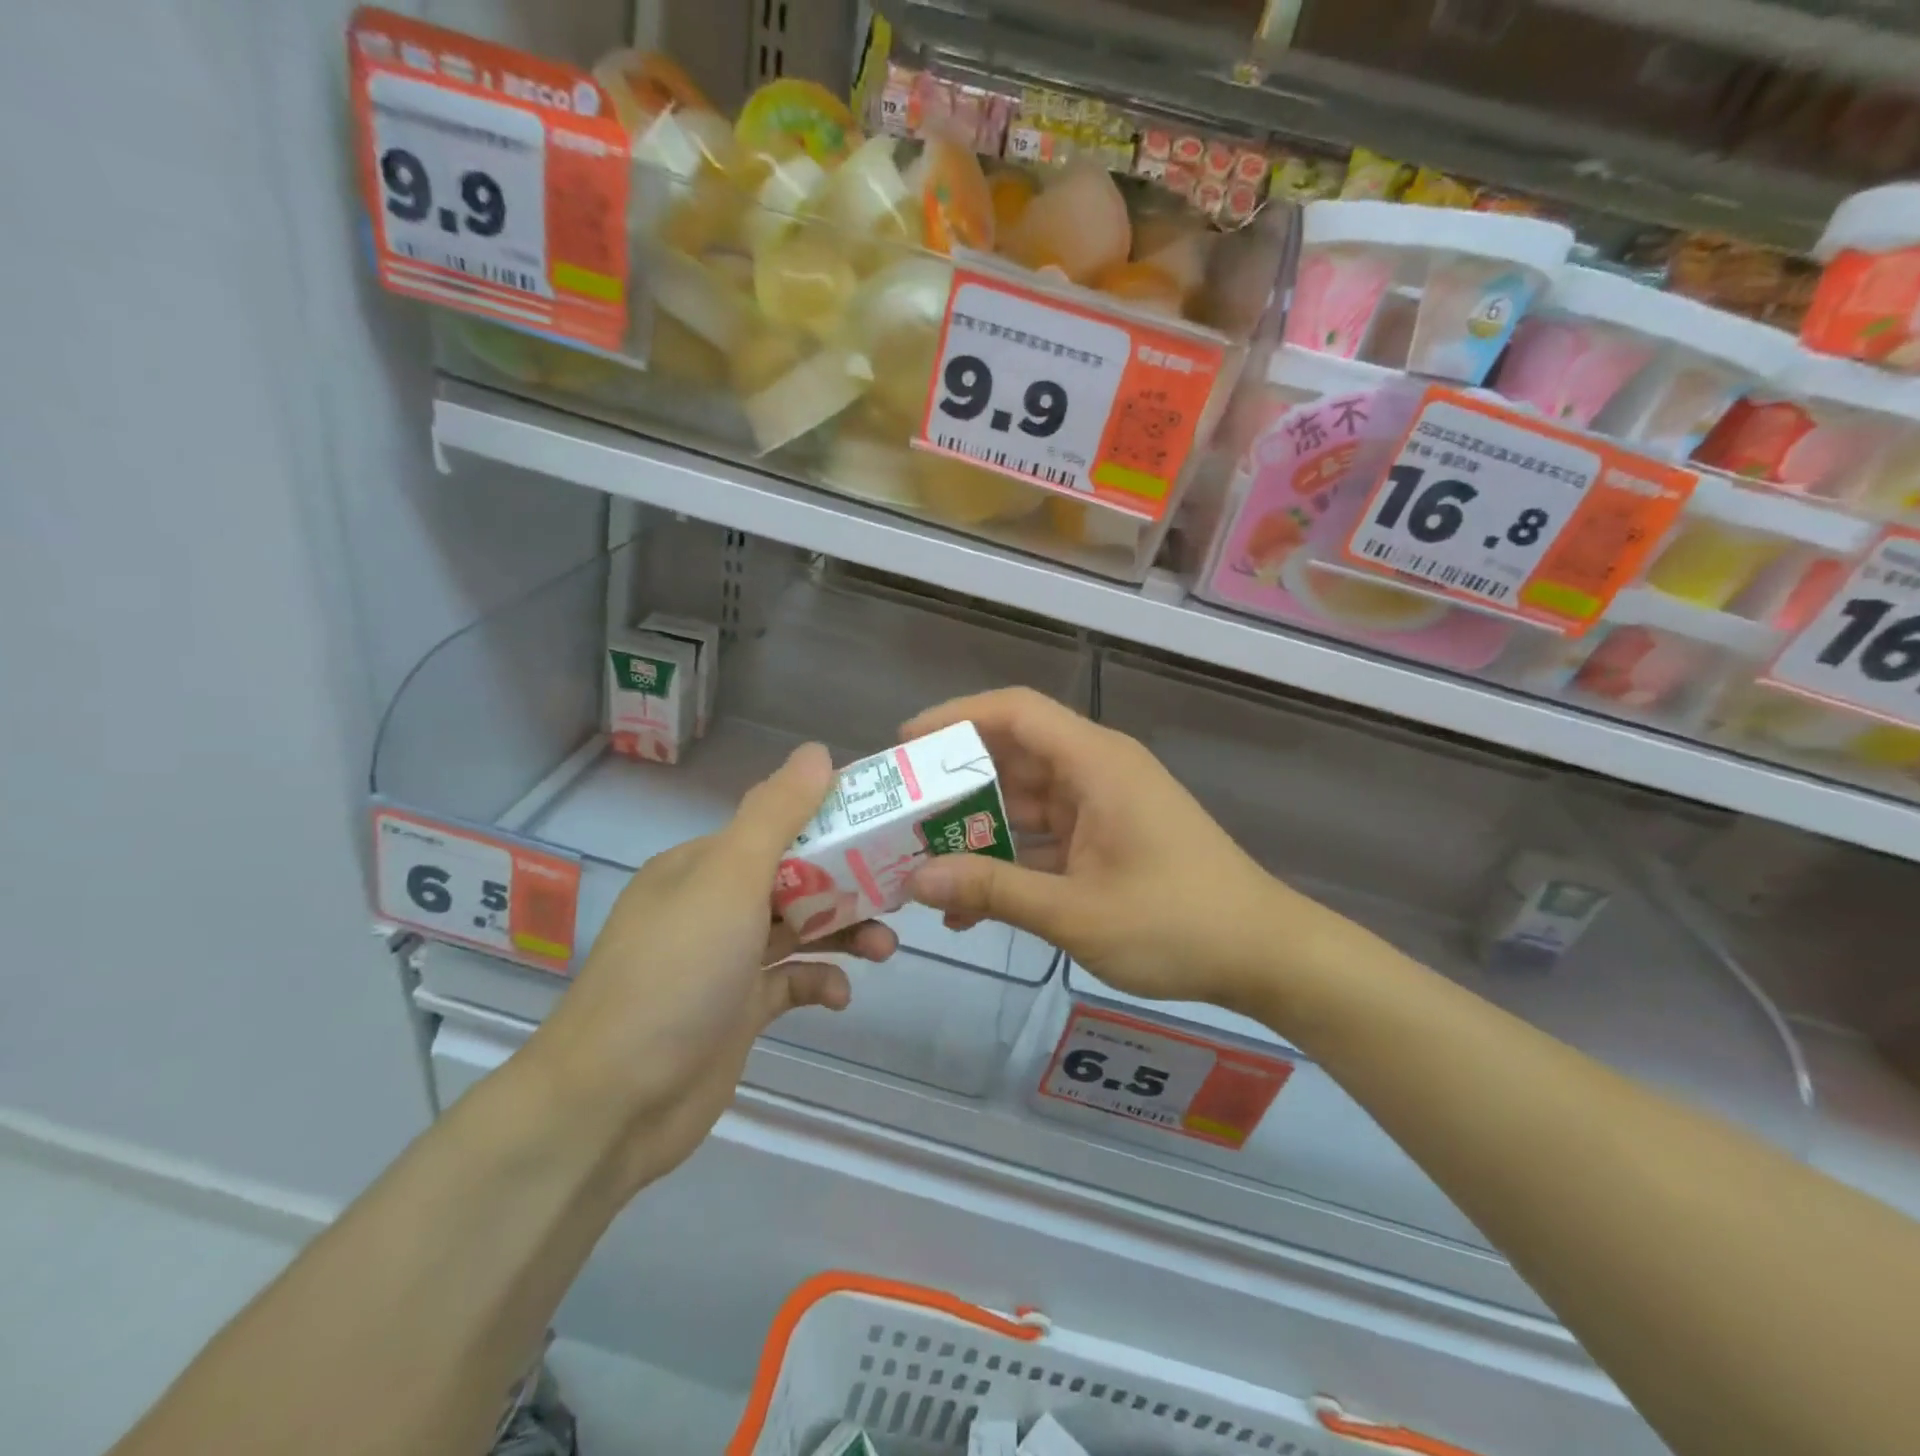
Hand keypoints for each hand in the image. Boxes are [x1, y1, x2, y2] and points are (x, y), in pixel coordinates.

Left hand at [528, 743, 895, 1190]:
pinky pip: (792, 983)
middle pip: (796, 878)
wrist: (614, 1103)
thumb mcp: (730, 879)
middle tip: (900, 889)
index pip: (778, 825)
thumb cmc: (677, 973)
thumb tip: (817, 751)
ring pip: (800, 930)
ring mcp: (726, 961)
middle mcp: (714, 905)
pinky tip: (839, 997)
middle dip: (849, 883)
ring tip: (885, 948)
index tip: (885, 823)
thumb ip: (776, 814)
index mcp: (704, 864)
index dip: (831, 820)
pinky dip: (820, 983)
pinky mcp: (739, 1011)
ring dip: (845, 934)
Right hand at [902, 689, 1351, 1010]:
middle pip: (1013, 756)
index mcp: (1095, 763)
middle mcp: (1096, 772)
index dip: (956, 717)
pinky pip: (1045, 836)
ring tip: (920, 860)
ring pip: (1025, 801)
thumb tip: (916, 880)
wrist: (1264, 955)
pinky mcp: (1107, 839)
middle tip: (900, 812)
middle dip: (955, 783)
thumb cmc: (1176, 923)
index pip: (1016, 712)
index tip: (906, 743)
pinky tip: (970, 903)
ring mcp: (1103, 806)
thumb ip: (993, 891)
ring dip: (978, 829)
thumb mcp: (1075, 912)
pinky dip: (1010, 860)